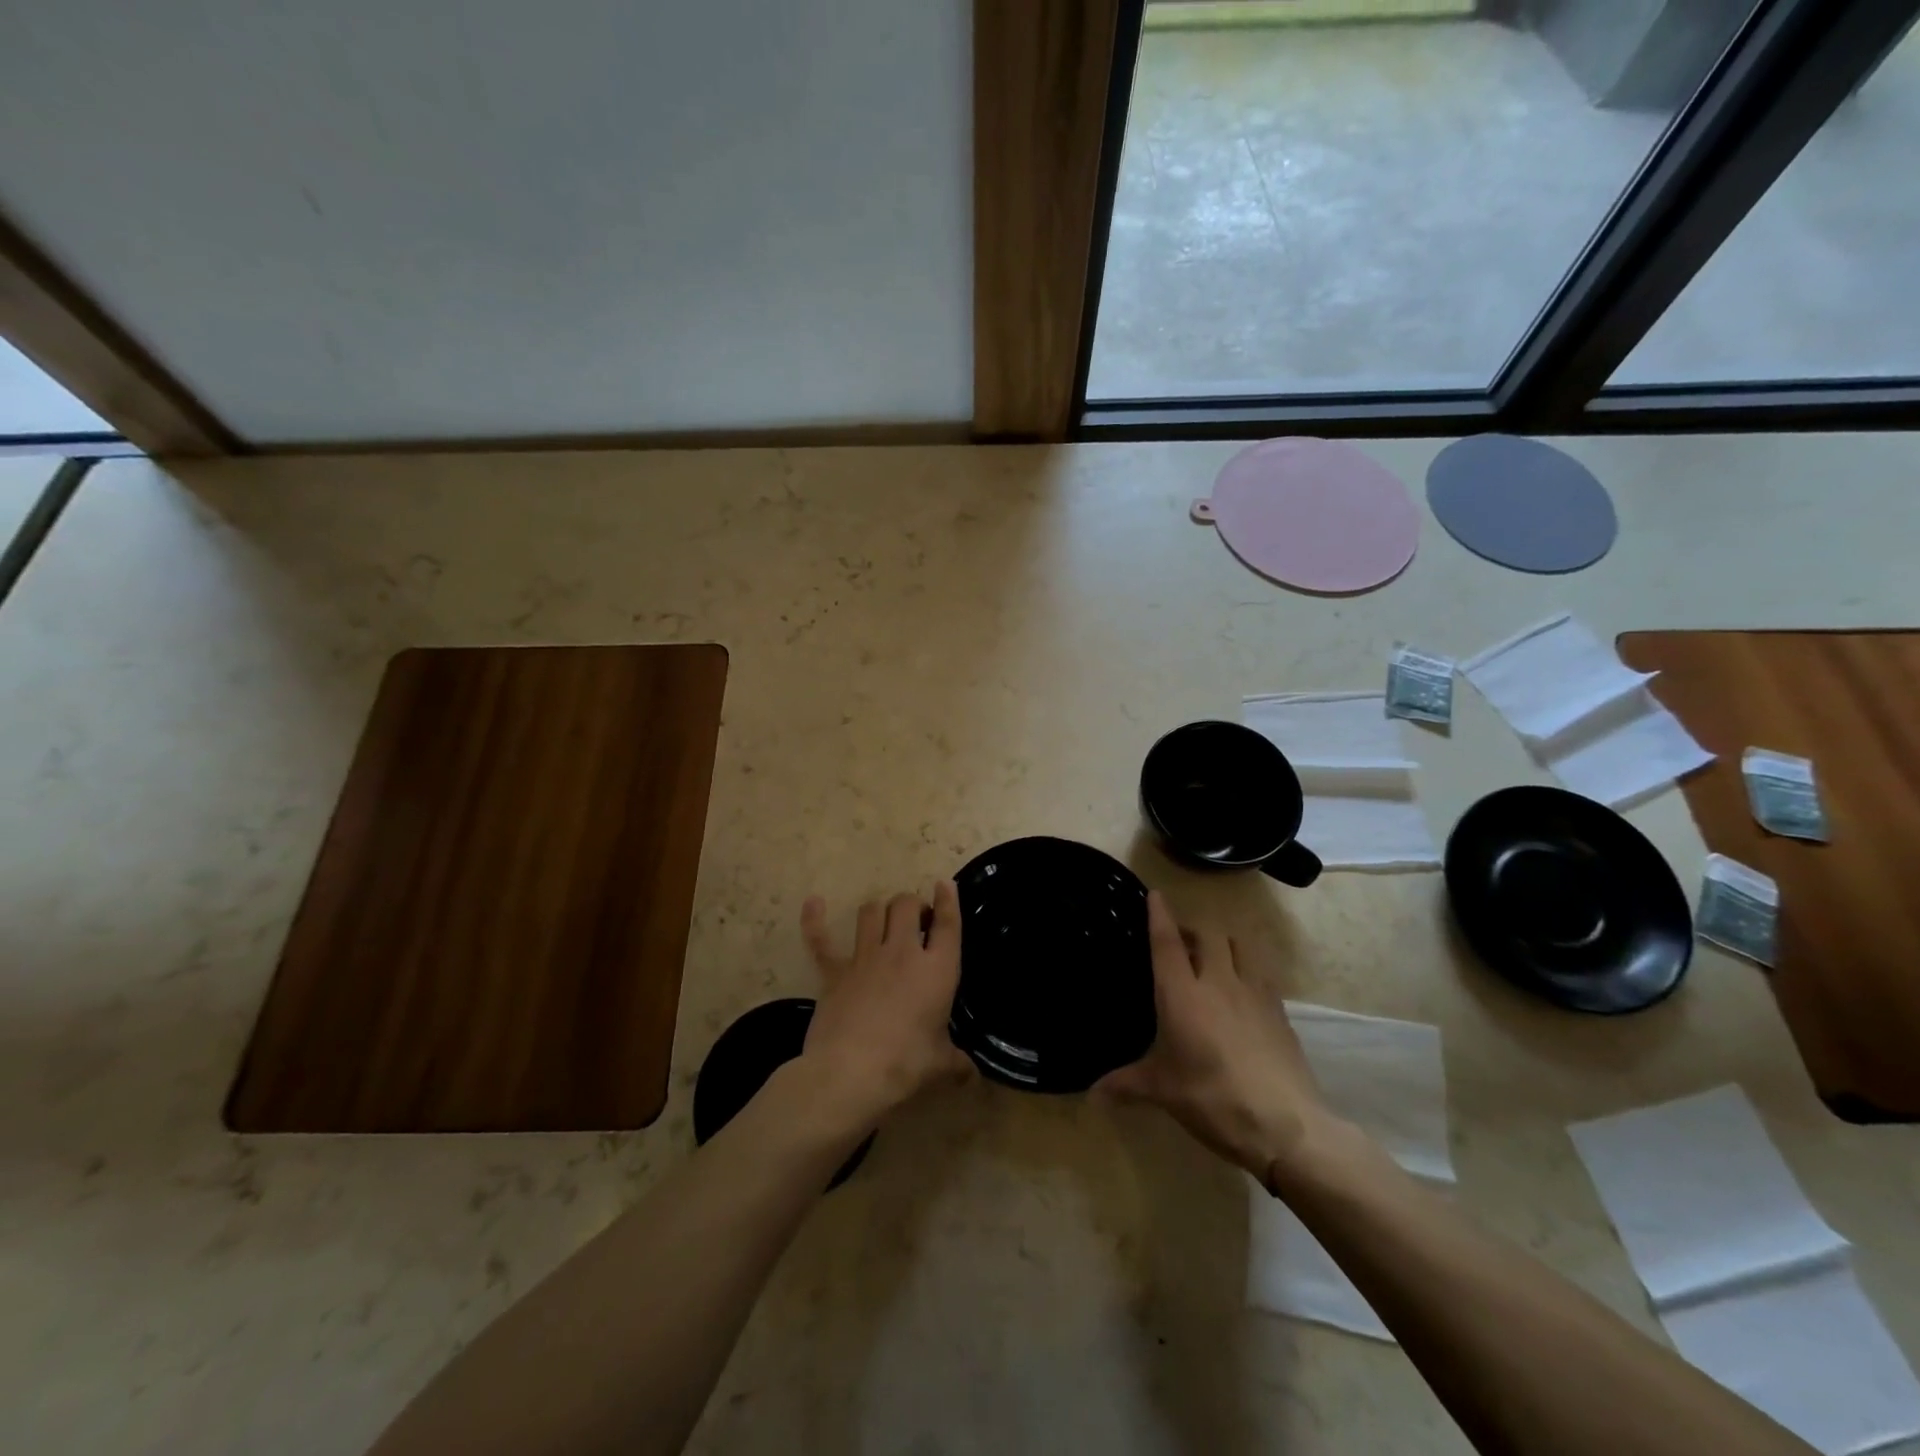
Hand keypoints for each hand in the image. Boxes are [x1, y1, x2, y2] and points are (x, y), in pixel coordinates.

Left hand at [798, 882, 974, 1127]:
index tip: (944, 884)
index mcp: (937, 970)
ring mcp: (865, 957)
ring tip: (883, 919)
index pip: (947, 923)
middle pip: (906, 905)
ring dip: (879, 909)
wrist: (850, 1072)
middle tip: (916, 920)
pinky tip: (814, 903)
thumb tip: (972, 1075)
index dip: (948, 899)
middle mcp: (902, 952)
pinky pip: (821, 938)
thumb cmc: (905, 1065)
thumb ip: (957, 1064)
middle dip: (912, 904)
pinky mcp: (834, 971)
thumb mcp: (940, 1066)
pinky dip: (815, 919)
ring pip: (871, 911)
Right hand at [1095, 891, 1340, 1181]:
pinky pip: (1262, 974)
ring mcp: (1254, 994)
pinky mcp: (1280, 1012)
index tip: (1155, 894)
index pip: (1167, 942)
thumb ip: (1126, 1084)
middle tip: (1180, 940)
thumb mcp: (1162, 1092)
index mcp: (1182, 994)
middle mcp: (1218, 982)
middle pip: (1208, 934)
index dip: (1160, 915)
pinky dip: (1248, 970)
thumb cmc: (1212, 1099)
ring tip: (1214, 956)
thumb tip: (1092, 1093)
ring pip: (1240, 946)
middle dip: (1193, 928)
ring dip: (1224, 942)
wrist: (1285, 1125)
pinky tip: (1242, 992)